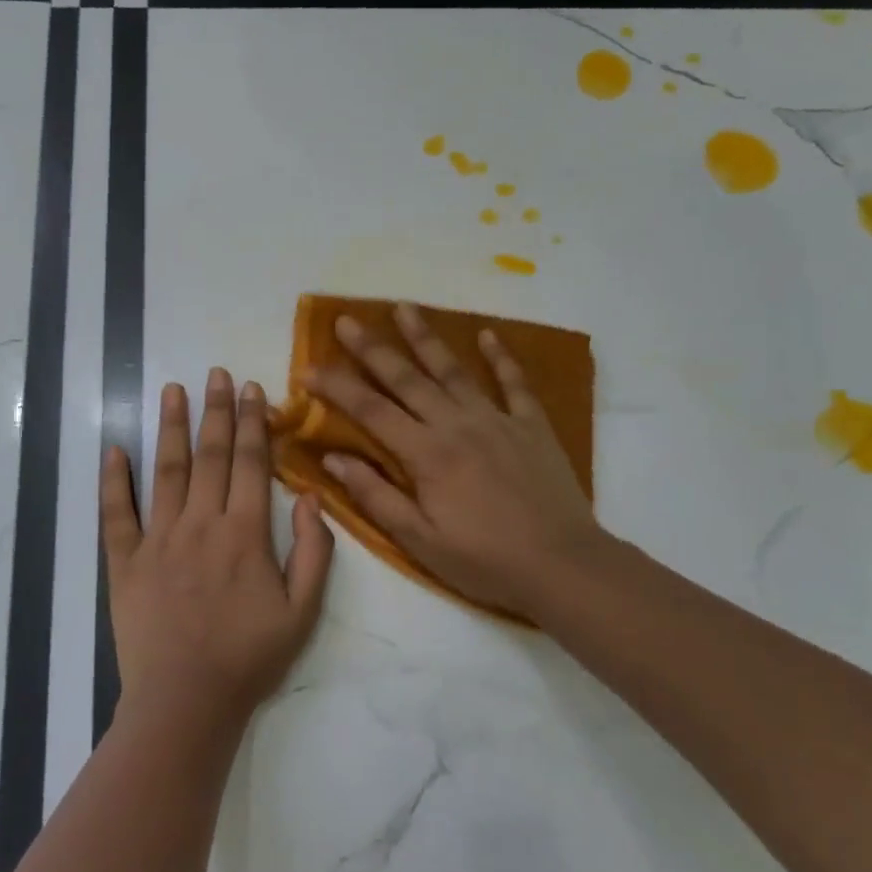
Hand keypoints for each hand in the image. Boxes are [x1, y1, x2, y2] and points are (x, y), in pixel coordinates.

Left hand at [102, 368, 335, 727]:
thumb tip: (311, 497)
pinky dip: (113, 480)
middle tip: (216, 373)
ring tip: (171, 389)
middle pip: (210, 455)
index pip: (252, 463)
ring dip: (170, 427)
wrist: (186, 703)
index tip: (251, 388)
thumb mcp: (303, 612)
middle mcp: (200, 524)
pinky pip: (116, 513)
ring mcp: (158, 540)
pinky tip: (113, 448)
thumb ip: (314, 552)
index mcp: (244, 533)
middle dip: (215, 410)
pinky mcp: (125, 562)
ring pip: (165, 471)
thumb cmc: (250, 658)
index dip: (253, 422)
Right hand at [306, 304, 606, 616]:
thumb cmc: (484, 560)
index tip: (308, 369)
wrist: (563, 565)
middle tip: (346, 320)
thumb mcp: (419, 540)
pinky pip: (514, 383)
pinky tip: (488, 334)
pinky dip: (501, 357)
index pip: (371, 410)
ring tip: (404, 307)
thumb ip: (374, 495)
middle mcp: (457, 424)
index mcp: (426, 454)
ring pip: (453, 370)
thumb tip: (332, 458)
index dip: (337, 387)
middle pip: (406, 378)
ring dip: (426, 337)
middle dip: (372, 348)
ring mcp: (497, 420)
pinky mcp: (531, 426)